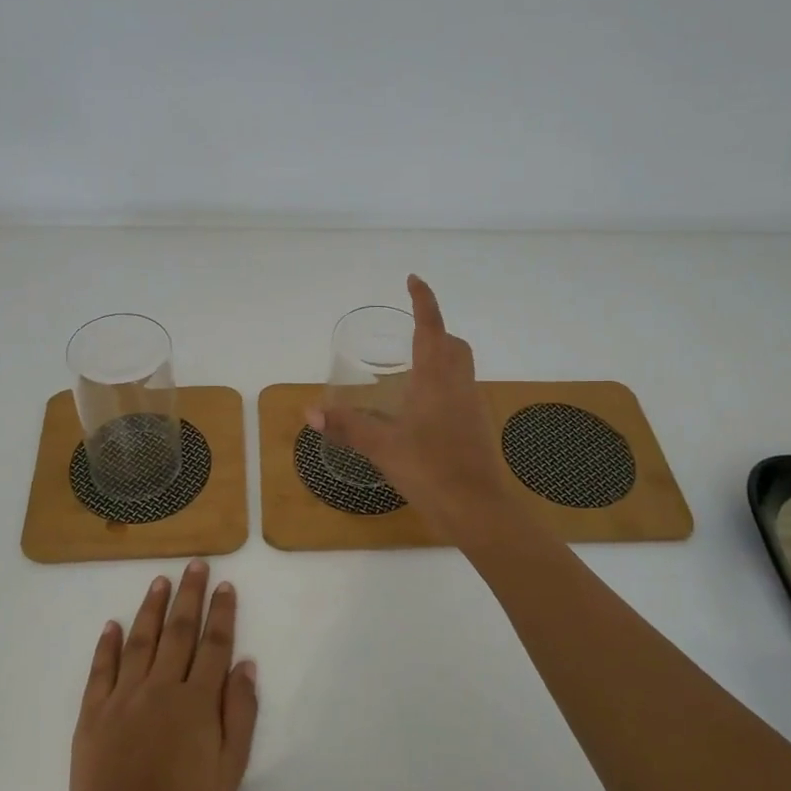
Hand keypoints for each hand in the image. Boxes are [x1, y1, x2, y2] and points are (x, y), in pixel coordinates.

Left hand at [67, 561, 258, 790]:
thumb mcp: (229, 771)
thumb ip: (241, 714)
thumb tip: (246, 665)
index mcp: (196, 701)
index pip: (214, 644)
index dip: (221, 613)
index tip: (225, 585)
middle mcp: (160, 687)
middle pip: (178, 631)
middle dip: (189, 595)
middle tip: (195, 565)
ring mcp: (123, 697)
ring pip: (141, 640)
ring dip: (152, 608)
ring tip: (160, 580)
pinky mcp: (93, 713)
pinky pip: (101, 670)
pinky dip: (107, 645)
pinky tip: (112, 624)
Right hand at [307, 274, 515, 542]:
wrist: (479, 511)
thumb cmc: (431, 471)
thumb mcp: (382, 447)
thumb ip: (348, 427)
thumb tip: (310, 412)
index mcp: (437, 379)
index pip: (432, 327)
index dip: (424, 301)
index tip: (413, 280)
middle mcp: (459, 385)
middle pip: (453, 344)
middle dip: (434, 330)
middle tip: (407, 334)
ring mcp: (472, 407)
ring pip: (460, 368)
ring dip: (440, 357)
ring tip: (409, 371)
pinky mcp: (476, 428)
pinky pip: (460, 392)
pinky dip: (443, 386)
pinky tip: (421, 411)